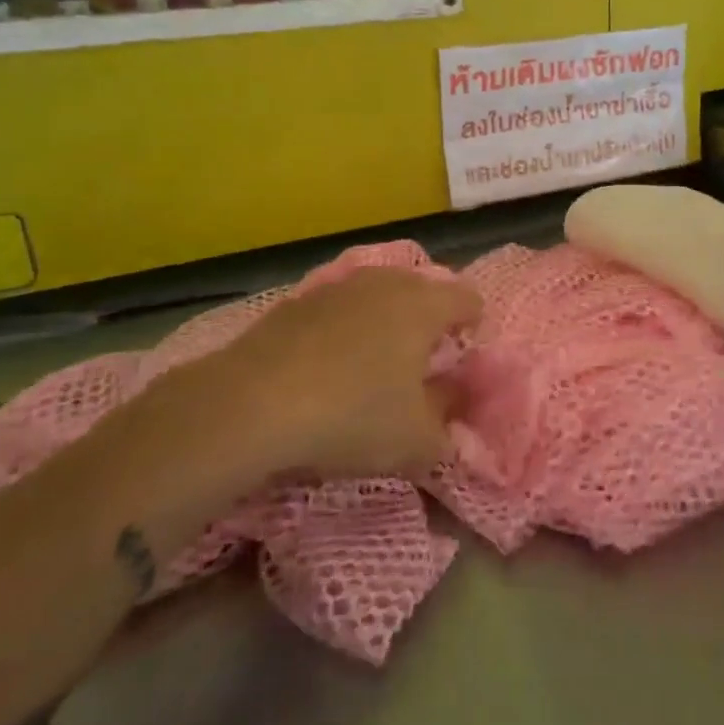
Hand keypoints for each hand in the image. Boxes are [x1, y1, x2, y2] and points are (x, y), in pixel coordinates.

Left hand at [97, 268, 482, 533]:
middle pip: (424, 291)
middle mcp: (386, 283)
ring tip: (372, 368)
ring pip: (378, 297)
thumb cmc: (353, 416)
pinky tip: (327, 369)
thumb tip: (453, 405)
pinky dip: (344, 331)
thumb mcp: (417, 441)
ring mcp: (337, 287)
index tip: (461, 361)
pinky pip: (339, 310)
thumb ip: (448, 425)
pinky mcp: (296, 302)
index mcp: (425, 305)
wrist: (250, 405)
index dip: (474, 328)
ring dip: (385, 324)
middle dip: (429, 323)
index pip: (469, 299)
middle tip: (420, 367)